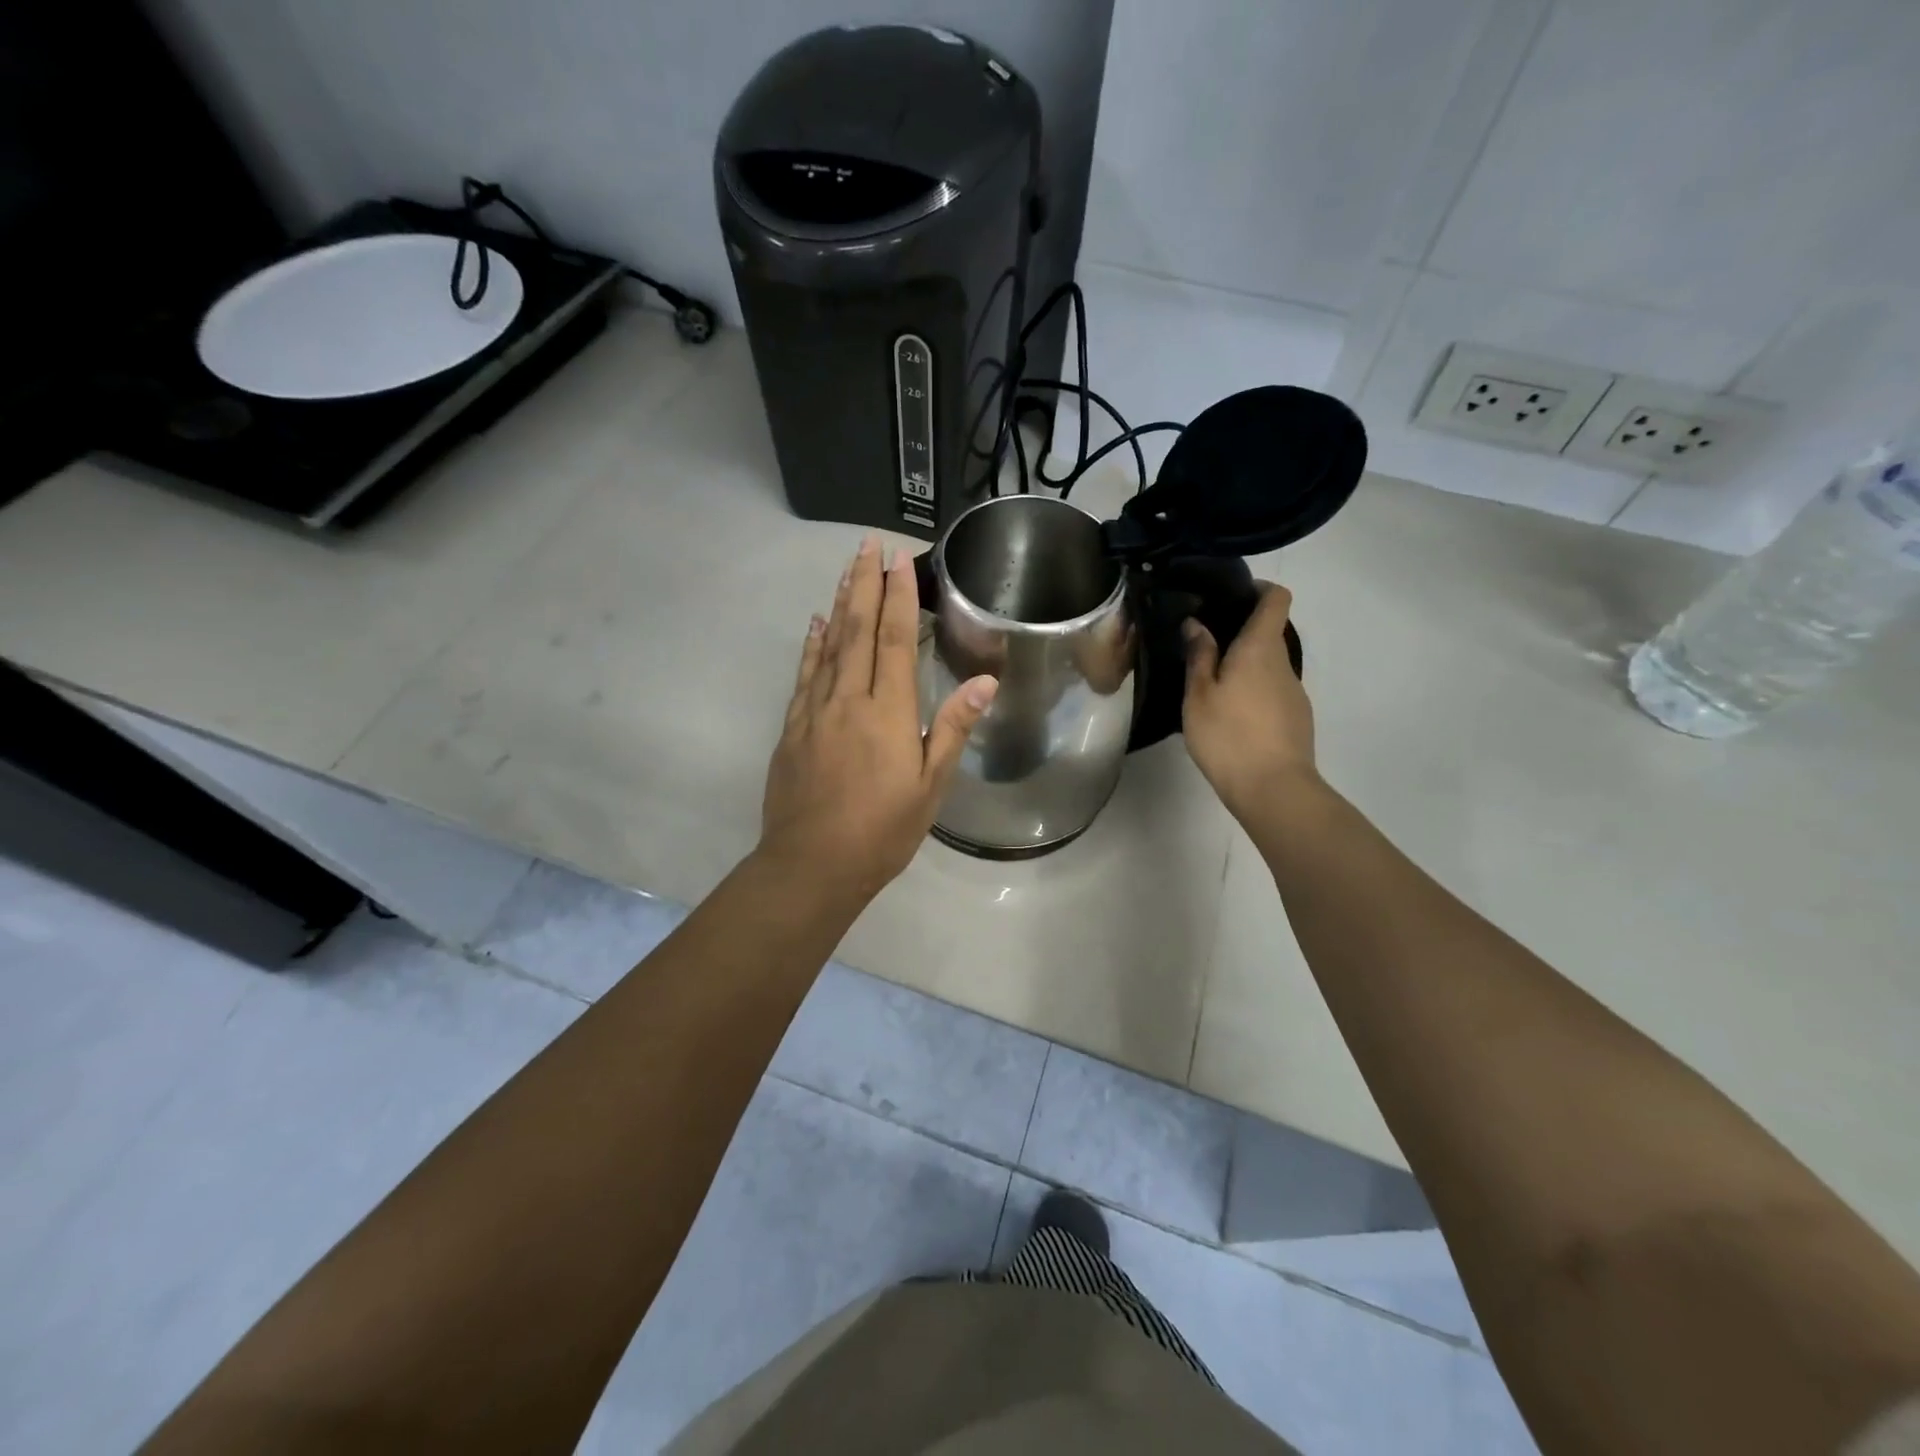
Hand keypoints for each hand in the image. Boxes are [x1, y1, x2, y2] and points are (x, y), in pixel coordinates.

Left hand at [759, 537, 996, 906]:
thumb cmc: (881, 831)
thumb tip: (985, 682)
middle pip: (857, 630)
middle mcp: (848, 699)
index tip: (898, 560)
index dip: (898, 597)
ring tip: (846, 569)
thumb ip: (953, 728)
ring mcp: (814, 711)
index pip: (895, 640)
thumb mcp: (930, 787)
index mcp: (888, 712)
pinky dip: (812, 645)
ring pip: (828, 645)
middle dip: (864, 584)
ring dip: (839, 603)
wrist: (811, 865)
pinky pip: (804, 674)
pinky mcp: (792, 728)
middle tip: (867, 544)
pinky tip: (816, 624)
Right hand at [1182, 583, 1318, 823]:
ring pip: (1270, 664)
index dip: (1259, 589)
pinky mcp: (1296, 717)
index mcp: (1260, 649)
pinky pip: (1273, 690)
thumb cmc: (1228, 736)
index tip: (1230, 596)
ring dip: (1245, 665)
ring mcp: (1294, 691)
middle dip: (1240, 631)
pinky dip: (1253, 690)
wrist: (1273, 789)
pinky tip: (1231, 715)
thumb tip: (1197, 623)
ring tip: (1212, 684)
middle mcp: (1283, 663)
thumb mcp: (1199, 695)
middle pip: (1270, 632)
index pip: (1276, 599)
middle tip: (1204, 644)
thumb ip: (1199, 656)